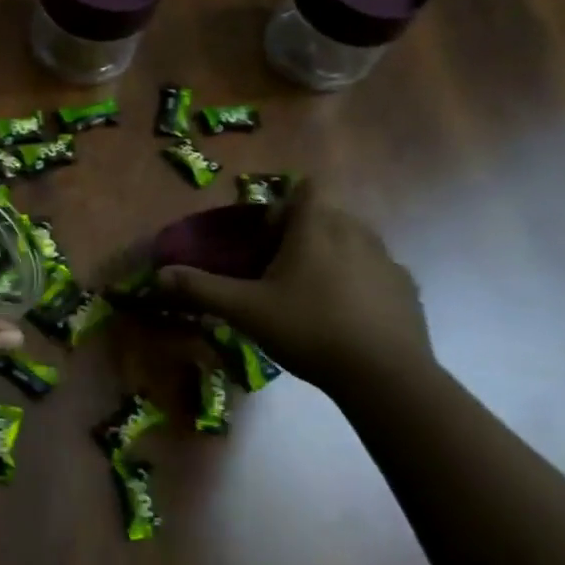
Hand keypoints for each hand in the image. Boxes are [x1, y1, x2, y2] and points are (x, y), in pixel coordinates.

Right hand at [159, 181, 432, 393]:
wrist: (384, 375)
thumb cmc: (308, 329)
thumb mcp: (245, 310)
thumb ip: (201, 289)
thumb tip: (158, 275)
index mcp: (316, 228)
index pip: (305, 189)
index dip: (285, 206)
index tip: (269, 237)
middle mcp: (355, 232)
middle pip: (327, 215)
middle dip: (304, 233)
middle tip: (281, 270)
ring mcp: (387, 260)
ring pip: (354, 241)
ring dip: (333, 256)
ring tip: (312, 293)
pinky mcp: (406, 288)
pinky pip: (376, 272)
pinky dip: (359, 282)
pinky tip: (346, 316)